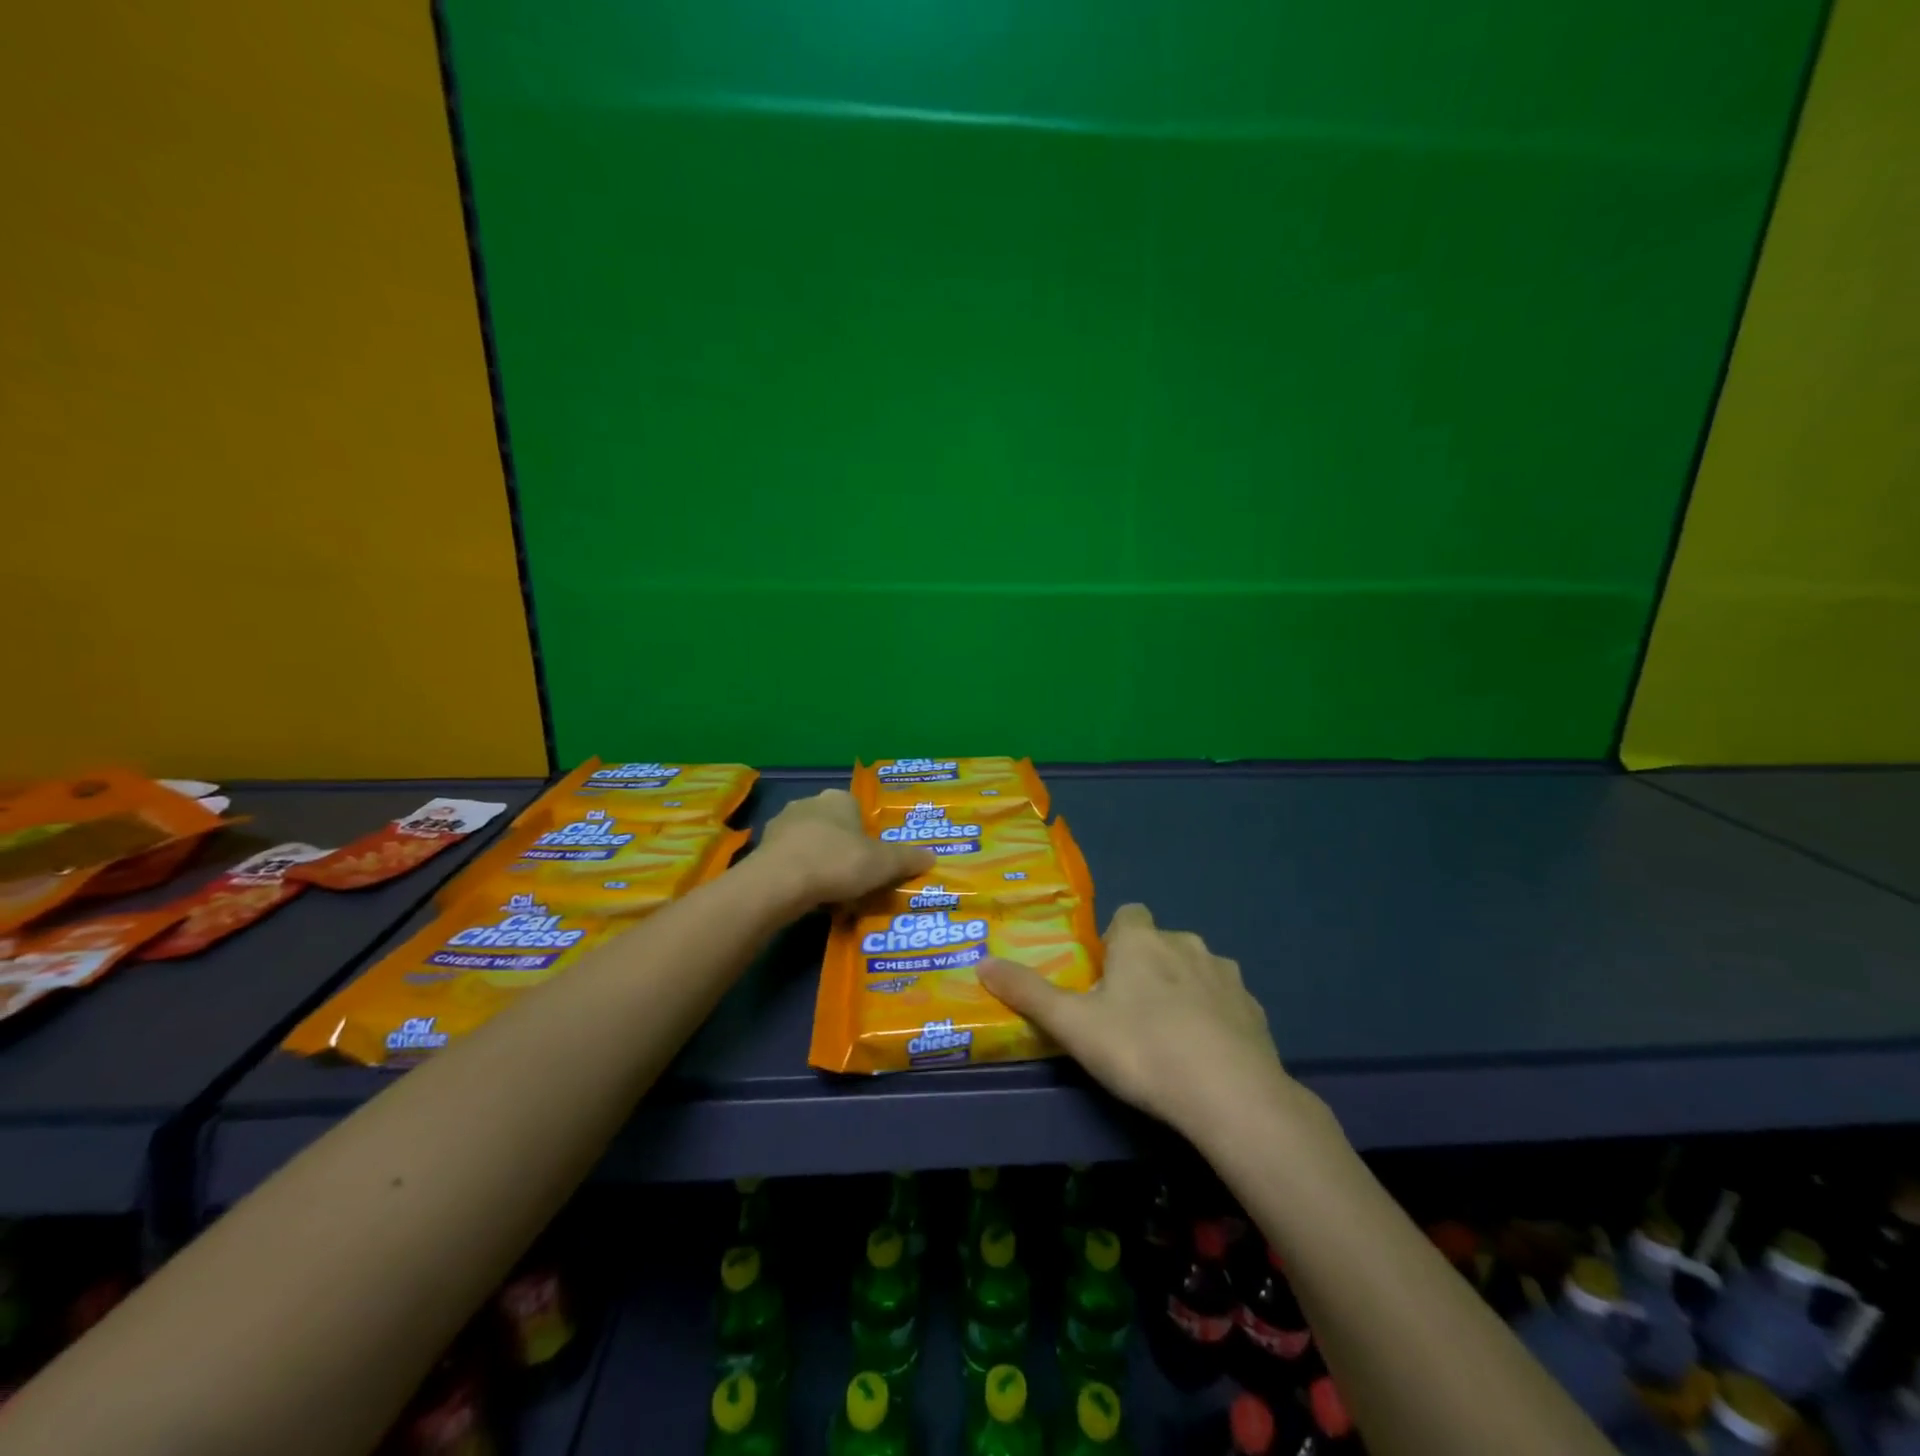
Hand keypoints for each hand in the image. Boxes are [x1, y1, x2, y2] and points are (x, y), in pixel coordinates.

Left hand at [755, 789, 933, 910]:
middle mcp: (808, 803)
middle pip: (833, 827)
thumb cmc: (838, 863)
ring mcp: (781, 825)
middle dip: (843, 850)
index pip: (858, 811)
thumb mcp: (884, 863)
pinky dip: (799, 876)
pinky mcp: (762, 850)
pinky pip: (790, 862)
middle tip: (855, 880)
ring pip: (810, 844)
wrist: (779, 882)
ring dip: (820, 864)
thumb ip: (908, 859)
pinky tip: (807, 897)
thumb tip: (932, 857)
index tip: (872, 862)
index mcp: (838, 799)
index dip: (867, 837)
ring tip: (831, 894)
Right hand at [978, 904, 1294, 1137]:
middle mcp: (1186, 943)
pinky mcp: (1254, 1009)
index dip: (1114, 942)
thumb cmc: (1141, 1049)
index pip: (1127, 915)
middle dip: (1145, 967)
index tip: (1104, 979)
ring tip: (1167, 1038)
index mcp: (1141, 940)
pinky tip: (1204, 1056)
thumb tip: (982, 963)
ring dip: (1181, 990)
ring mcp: (1226, 975)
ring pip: (1195, 970)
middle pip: (1159, 943)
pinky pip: (1225, 1002)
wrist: (1230, 1095)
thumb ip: (1027, 992)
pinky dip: (1213, 1017)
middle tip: (1127, 1016)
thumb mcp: (1073, 1025)